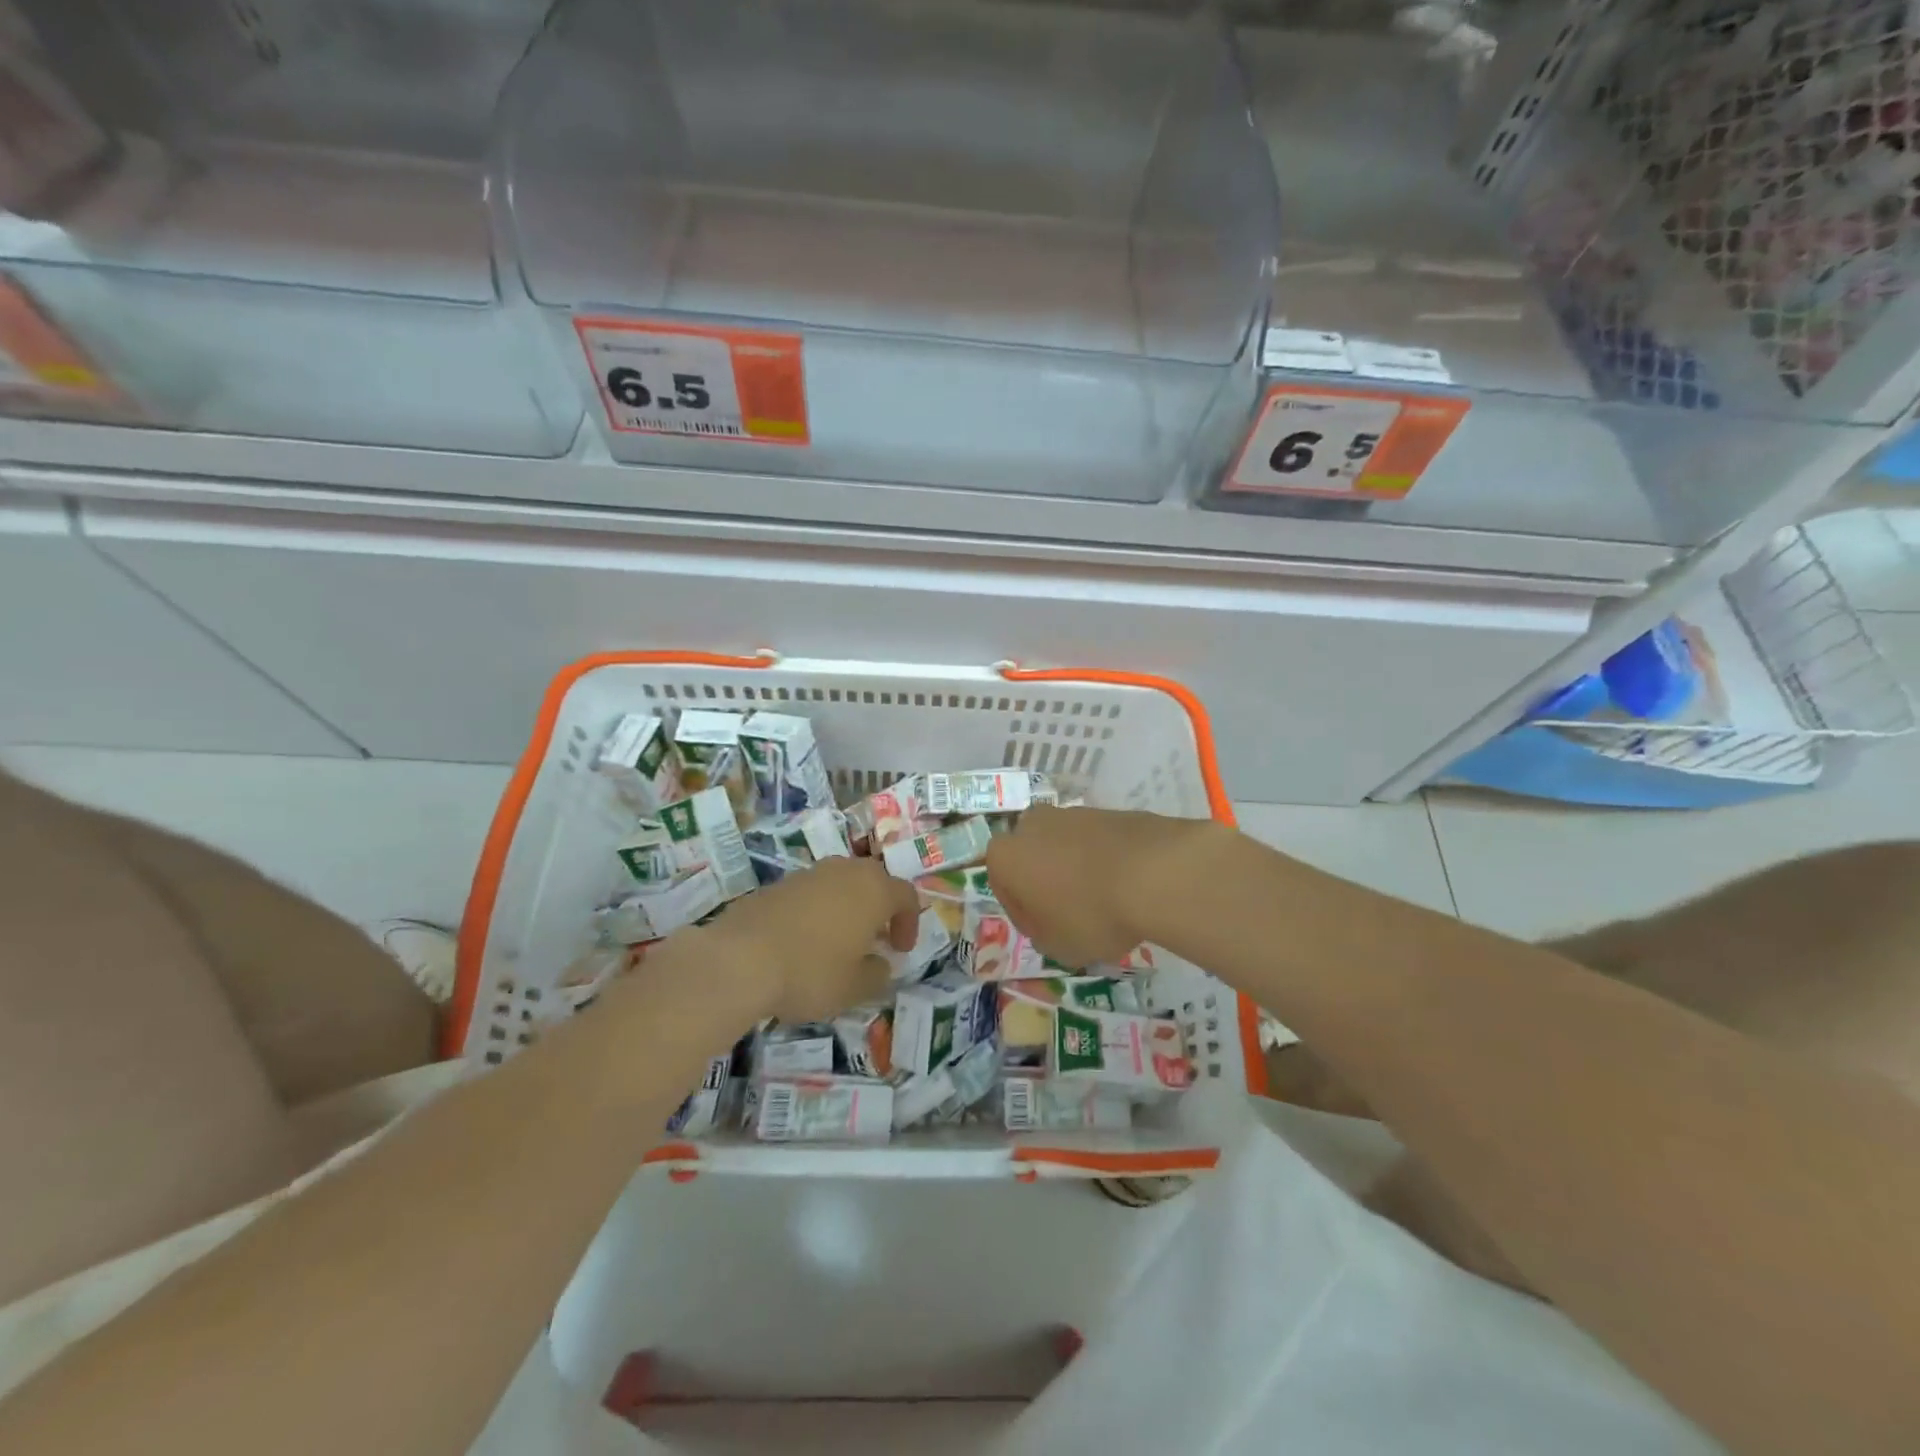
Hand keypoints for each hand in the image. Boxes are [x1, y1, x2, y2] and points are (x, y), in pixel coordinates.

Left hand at [701, 856, 919, 1024]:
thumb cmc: (810, 972)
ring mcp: (809, 874)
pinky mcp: (777, 884)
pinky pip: (810, 893)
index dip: (909, 922)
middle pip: (873, 880)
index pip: (906, 895)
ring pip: (840, 883)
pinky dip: (816, 911)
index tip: (900, 950)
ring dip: (847, 907)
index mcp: (873, 890)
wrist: (739, 959)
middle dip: (879, 908)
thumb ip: (876, 974)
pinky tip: (803, 942)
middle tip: (874, 939)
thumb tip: (879, 964)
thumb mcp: (854, 987)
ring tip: (838, 941)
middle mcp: (844, 871)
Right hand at [984, 805, 1220, 967]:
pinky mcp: (1107, 811)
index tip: (1048, 933)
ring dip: (1075, 870)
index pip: (1004, 890)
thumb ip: (1042, 934)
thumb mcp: (1057, 947)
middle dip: (1046, 883)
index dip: (1025, 916)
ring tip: (1104, 901)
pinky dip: (1103, 860)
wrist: (1153, 872)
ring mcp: (1071, 813)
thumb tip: (1049, 923)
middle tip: (1071, 915)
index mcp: (1005, 856)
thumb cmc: (1090, 914)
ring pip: (1064, 847)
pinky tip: (1124, 885)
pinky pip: (1096, 842)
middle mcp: (1031, 825)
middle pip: (1032, 859)